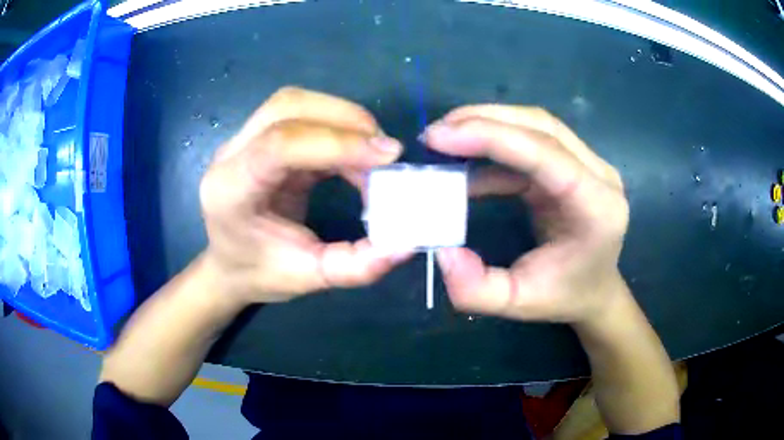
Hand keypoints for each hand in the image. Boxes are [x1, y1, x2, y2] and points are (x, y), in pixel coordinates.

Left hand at [199, 87, 409, 305]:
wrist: (228, 264)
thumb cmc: (258, 273)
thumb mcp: (307, 279)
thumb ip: (355, 266)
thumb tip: (405, 245)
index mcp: (230, 190)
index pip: (279, 144)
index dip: (338, 143)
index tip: (387, 157)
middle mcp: (230, 154)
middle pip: (288, 107)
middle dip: (346, 120)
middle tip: (386, 153)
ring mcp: (243, 140)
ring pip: (295, 103)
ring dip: (344, 118)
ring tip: (373, 154)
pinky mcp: (261, 137)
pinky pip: (302, 115)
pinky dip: (338, 128)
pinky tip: (356, 155)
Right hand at [422, 105, 629, 324]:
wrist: (595, 290)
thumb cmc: (565, 296)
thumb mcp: (519, 304)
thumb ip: (477, 289)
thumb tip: (442, 251)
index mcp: (597, 207)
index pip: (546, 153)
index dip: (492, 137)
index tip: (439, 137)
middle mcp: (599, 176)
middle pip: (541, 126)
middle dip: (484, 121)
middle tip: (435, 132)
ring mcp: (589, 165)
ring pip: (536, 126)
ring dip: (487, 125)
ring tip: (444, 139)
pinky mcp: (572, 164)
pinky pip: (531, 143)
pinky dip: (494, 147)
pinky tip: (465, 163)